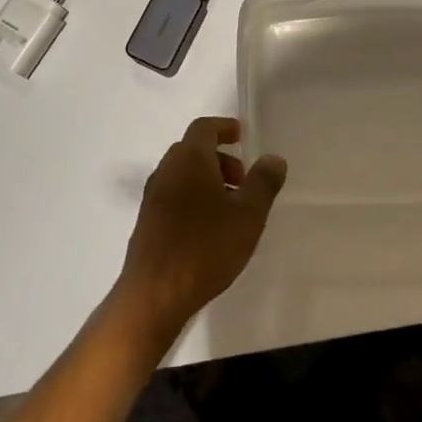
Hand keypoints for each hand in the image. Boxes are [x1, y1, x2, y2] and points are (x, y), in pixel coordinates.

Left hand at [115, 118, 286, 343]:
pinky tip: (210, 229)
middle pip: (193, 150)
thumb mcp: (248, 215)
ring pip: (183, 174)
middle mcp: (166, 170)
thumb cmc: (206, 247)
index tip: (242, 136)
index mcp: (189, 159)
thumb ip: (263, 182)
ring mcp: (153, 197)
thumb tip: (273, 158)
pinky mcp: (148, 221)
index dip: (224, 127)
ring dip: (207, 180)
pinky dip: (194, 197)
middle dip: (221, 158)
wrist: (155, 294)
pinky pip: (174, 195)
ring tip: (232, 208)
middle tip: (244, 180)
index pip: (204, 127)